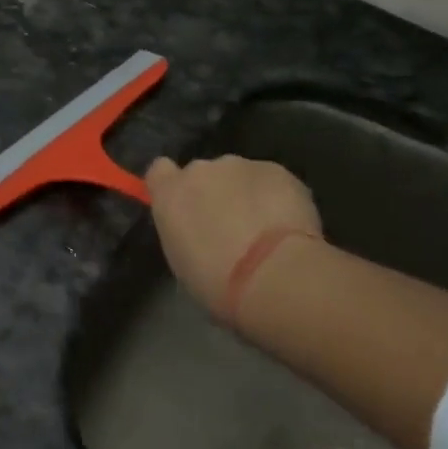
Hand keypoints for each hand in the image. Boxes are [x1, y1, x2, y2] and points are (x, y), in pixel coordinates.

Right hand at [144, 154, 322, 319]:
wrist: (273, 275)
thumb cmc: (217, 282)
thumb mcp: (182, 262)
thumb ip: (184, 232)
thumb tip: (198, 230)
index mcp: (169, 194)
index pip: (160, 171)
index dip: (173, 184)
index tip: (186, 205)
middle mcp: (200, 170)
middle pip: (203, 173)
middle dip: (215, 192)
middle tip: (231, 227)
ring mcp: (240, 166)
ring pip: (240, 175)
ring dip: (246, 194)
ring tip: (266, 229)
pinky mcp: (277, 170)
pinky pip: (272, 181)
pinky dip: (277, 197)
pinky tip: (288, 225)